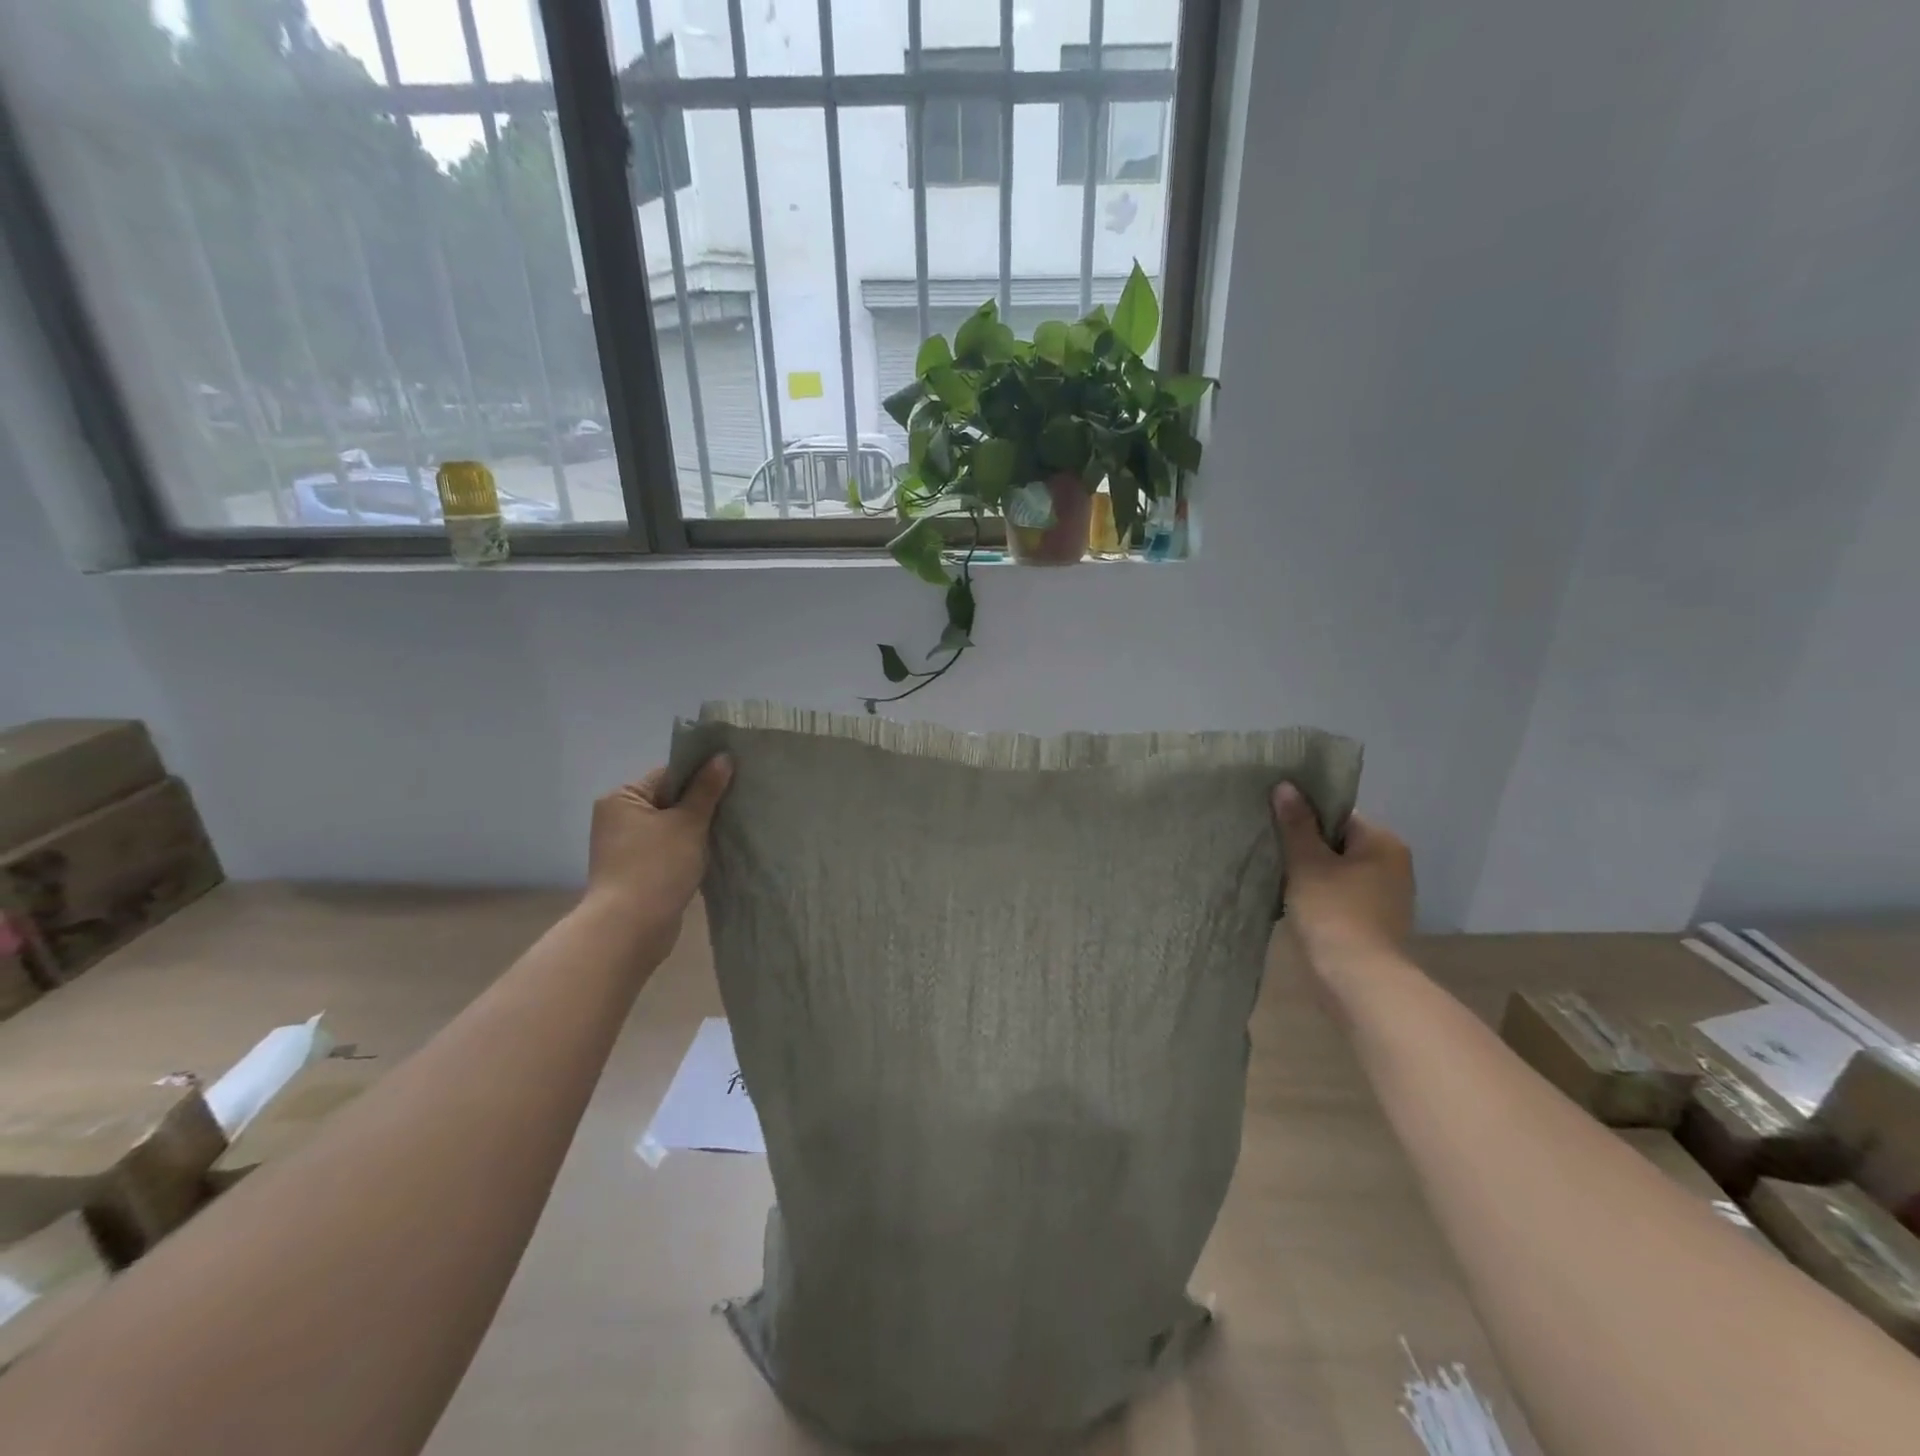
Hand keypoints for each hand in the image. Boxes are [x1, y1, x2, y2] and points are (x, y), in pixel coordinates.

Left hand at [584, 757, 732, 930]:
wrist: (631, 929)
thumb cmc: (657, 866)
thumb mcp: (688, 822)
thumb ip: (706, 789)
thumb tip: (723, 756)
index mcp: (622, 798)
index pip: (668, 775)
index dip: (700, 777)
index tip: (731, 781)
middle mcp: (617, 819)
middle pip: (669, 801)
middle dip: (700, 806)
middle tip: (735, 806)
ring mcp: (625, 848)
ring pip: (671, 828)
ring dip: (696, 831)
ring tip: (727, 830)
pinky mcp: (636, 872)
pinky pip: (667, 851)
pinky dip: (687, 851)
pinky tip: (711, 854)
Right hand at [1273, 783, 1414, 969]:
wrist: (1357, 979)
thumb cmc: (1334, 913)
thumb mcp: (1308, 863)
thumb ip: (1296, 824)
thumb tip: (1286, 786)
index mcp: (1383, 843)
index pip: (1338, 815)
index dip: (1304, 816)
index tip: (1274, 822)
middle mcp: (1393, 865)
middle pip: (1339, 842)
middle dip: (1306, 846)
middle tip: (1270, 847)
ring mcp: (1387, 896)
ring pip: (1338, 871)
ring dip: (1311, 872)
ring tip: (1276, 873)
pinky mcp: (1374, 922)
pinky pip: (1341, 895)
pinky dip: (1320, 895)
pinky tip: (1293, 900)